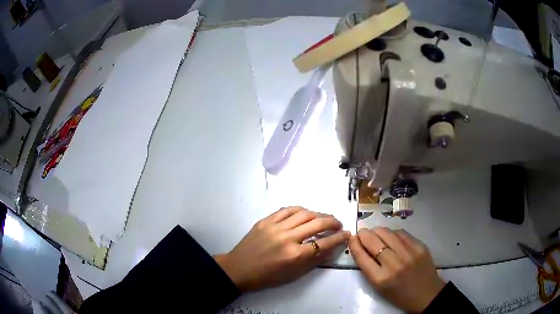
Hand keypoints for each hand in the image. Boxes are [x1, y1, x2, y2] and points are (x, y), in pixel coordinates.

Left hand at [214, 206, 349, 291]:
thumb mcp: (294, 274)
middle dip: (333, 222)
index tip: (346, 234)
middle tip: (338, 224)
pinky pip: (287, 209)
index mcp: (295, 256)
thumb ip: (314, 261)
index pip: (325, 243)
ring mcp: (275, 227)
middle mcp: (288, 238)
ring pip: (304, 213)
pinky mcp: (265, 220)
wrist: (240, 269)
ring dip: (319, 214)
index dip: (339, 238)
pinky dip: (300, 210)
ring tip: (324, 218)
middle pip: (317, 224)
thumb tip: (332, 249)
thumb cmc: (268, 277)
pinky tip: (306, 213)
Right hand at [349, 227, 444, 311]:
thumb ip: (370, 268)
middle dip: (364, 234)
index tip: (351, 238)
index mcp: (381, 279)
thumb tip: (362, 248)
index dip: (354, 244)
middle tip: (362, 233)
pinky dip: (393, 233)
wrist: (426, 294)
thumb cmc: (399, 295)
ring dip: (377, 231)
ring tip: (375, 232)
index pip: (362, 256)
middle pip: (373, 241)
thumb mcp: (379, 288)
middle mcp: (394, 264)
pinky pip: (401, 233)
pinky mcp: (420, 246)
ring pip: (387, 233)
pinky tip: (391, 236)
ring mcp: (409, 253)